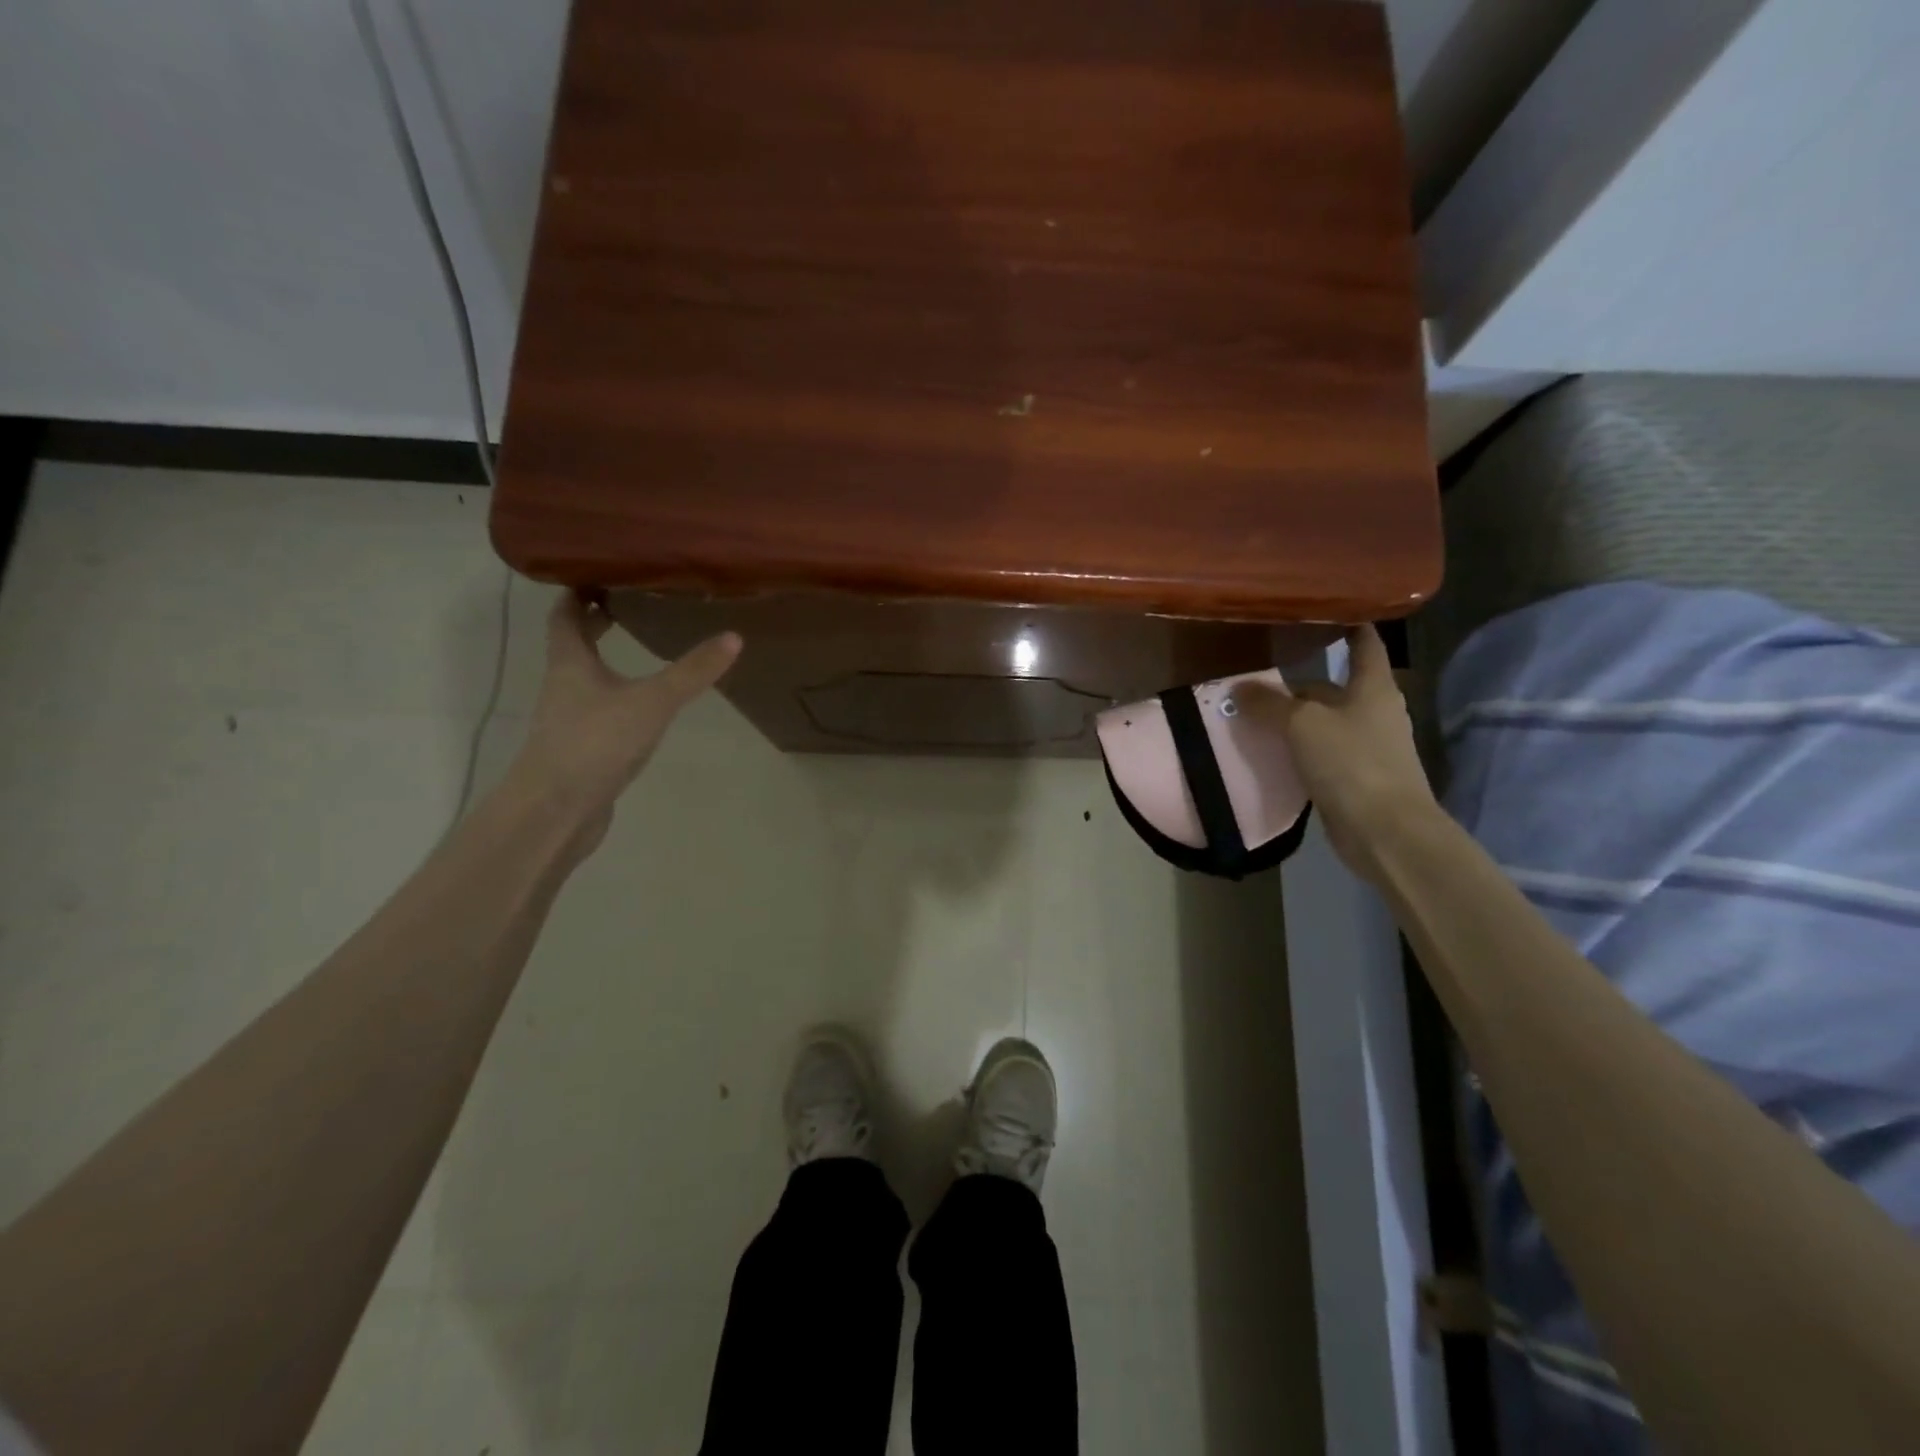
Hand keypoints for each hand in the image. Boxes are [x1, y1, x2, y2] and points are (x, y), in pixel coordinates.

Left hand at [510, 591, 740, 839]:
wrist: (555, 811)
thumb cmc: (594, 742)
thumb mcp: (652, 702)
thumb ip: (692, 672)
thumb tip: (734, 637)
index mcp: (570, 662)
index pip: (565, 615)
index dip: (578, 592)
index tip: (600, 572)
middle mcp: (563, 685)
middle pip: (574, 644)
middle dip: (596, 623)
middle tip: (630, 603)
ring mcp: (569, 720)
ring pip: (586, 679)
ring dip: (606, 661)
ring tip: (642, 647)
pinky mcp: (581, 749)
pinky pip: (598, 711)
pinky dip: (616, 698)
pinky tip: (642, 706)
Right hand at [1242, 625, 1437, 880]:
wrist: (1385, 830)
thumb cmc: (1351, 762)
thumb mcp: (1302, 725)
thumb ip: (1268, 704)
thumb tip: (1237, 688)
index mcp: (1373, 687)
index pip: (1365, 643)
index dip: (1349, 624)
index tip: (1325, 609)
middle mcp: (1374, 711)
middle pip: (1334, 687)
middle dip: (1299, 684)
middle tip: (1258, 676)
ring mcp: (1367, 746)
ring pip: (1324, 721)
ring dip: (1295, 719)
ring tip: (1254, 713)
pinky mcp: (1355, 777)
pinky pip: (1320, 753)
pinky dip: (1298, 749)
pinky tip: (1270, 752)